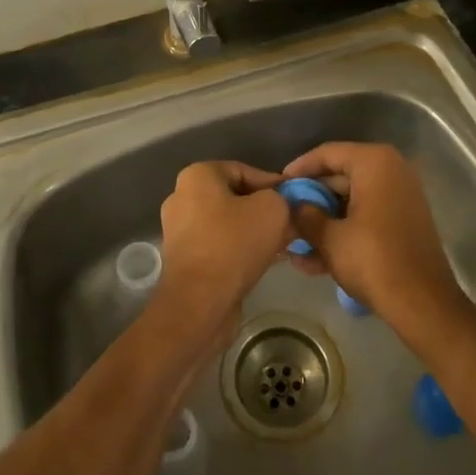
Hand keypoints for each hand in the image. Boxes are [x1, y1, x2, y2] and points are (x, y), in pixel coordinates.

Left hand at [151, 161, 291, 351]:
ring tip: (283, 244)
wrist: (199, 303)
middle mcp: (182, 198)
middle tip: (291, 223)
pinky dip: (241, 249)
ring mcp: (180, 230)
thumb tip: (285, 206)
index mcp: (197, 176)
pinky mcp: (185, 259)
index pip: (244, 170)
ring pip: (228, 223)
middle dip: (265, 210)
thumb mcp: (272, 210)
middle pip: (235, 197)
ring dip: (255, 232)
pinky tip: (266, 260)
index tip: (295, 201)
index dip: (274, 184)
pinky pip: (219, 245)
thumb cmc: (234, 244)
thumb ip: (283, 199)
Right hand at [282, 142, 471, 345]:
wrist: (423, 303)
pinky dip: (343, 232)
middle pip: (339, 176)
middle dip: (310, 200)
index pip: (328, 153)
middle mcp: (391, 170)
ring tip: (292, 243)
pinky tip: (313, 260)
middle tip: (284, 215)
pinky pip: (365, 217)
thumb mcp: (330, 238)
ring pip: (351, 201)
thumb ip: (305, 216)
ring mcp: (400, 196)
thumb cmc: (373, 261)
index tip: (278, 185)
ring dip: (323, 221)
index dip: (299, 168)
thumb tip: (291, 207)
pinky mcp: (403, 221)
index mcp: (374, 163)